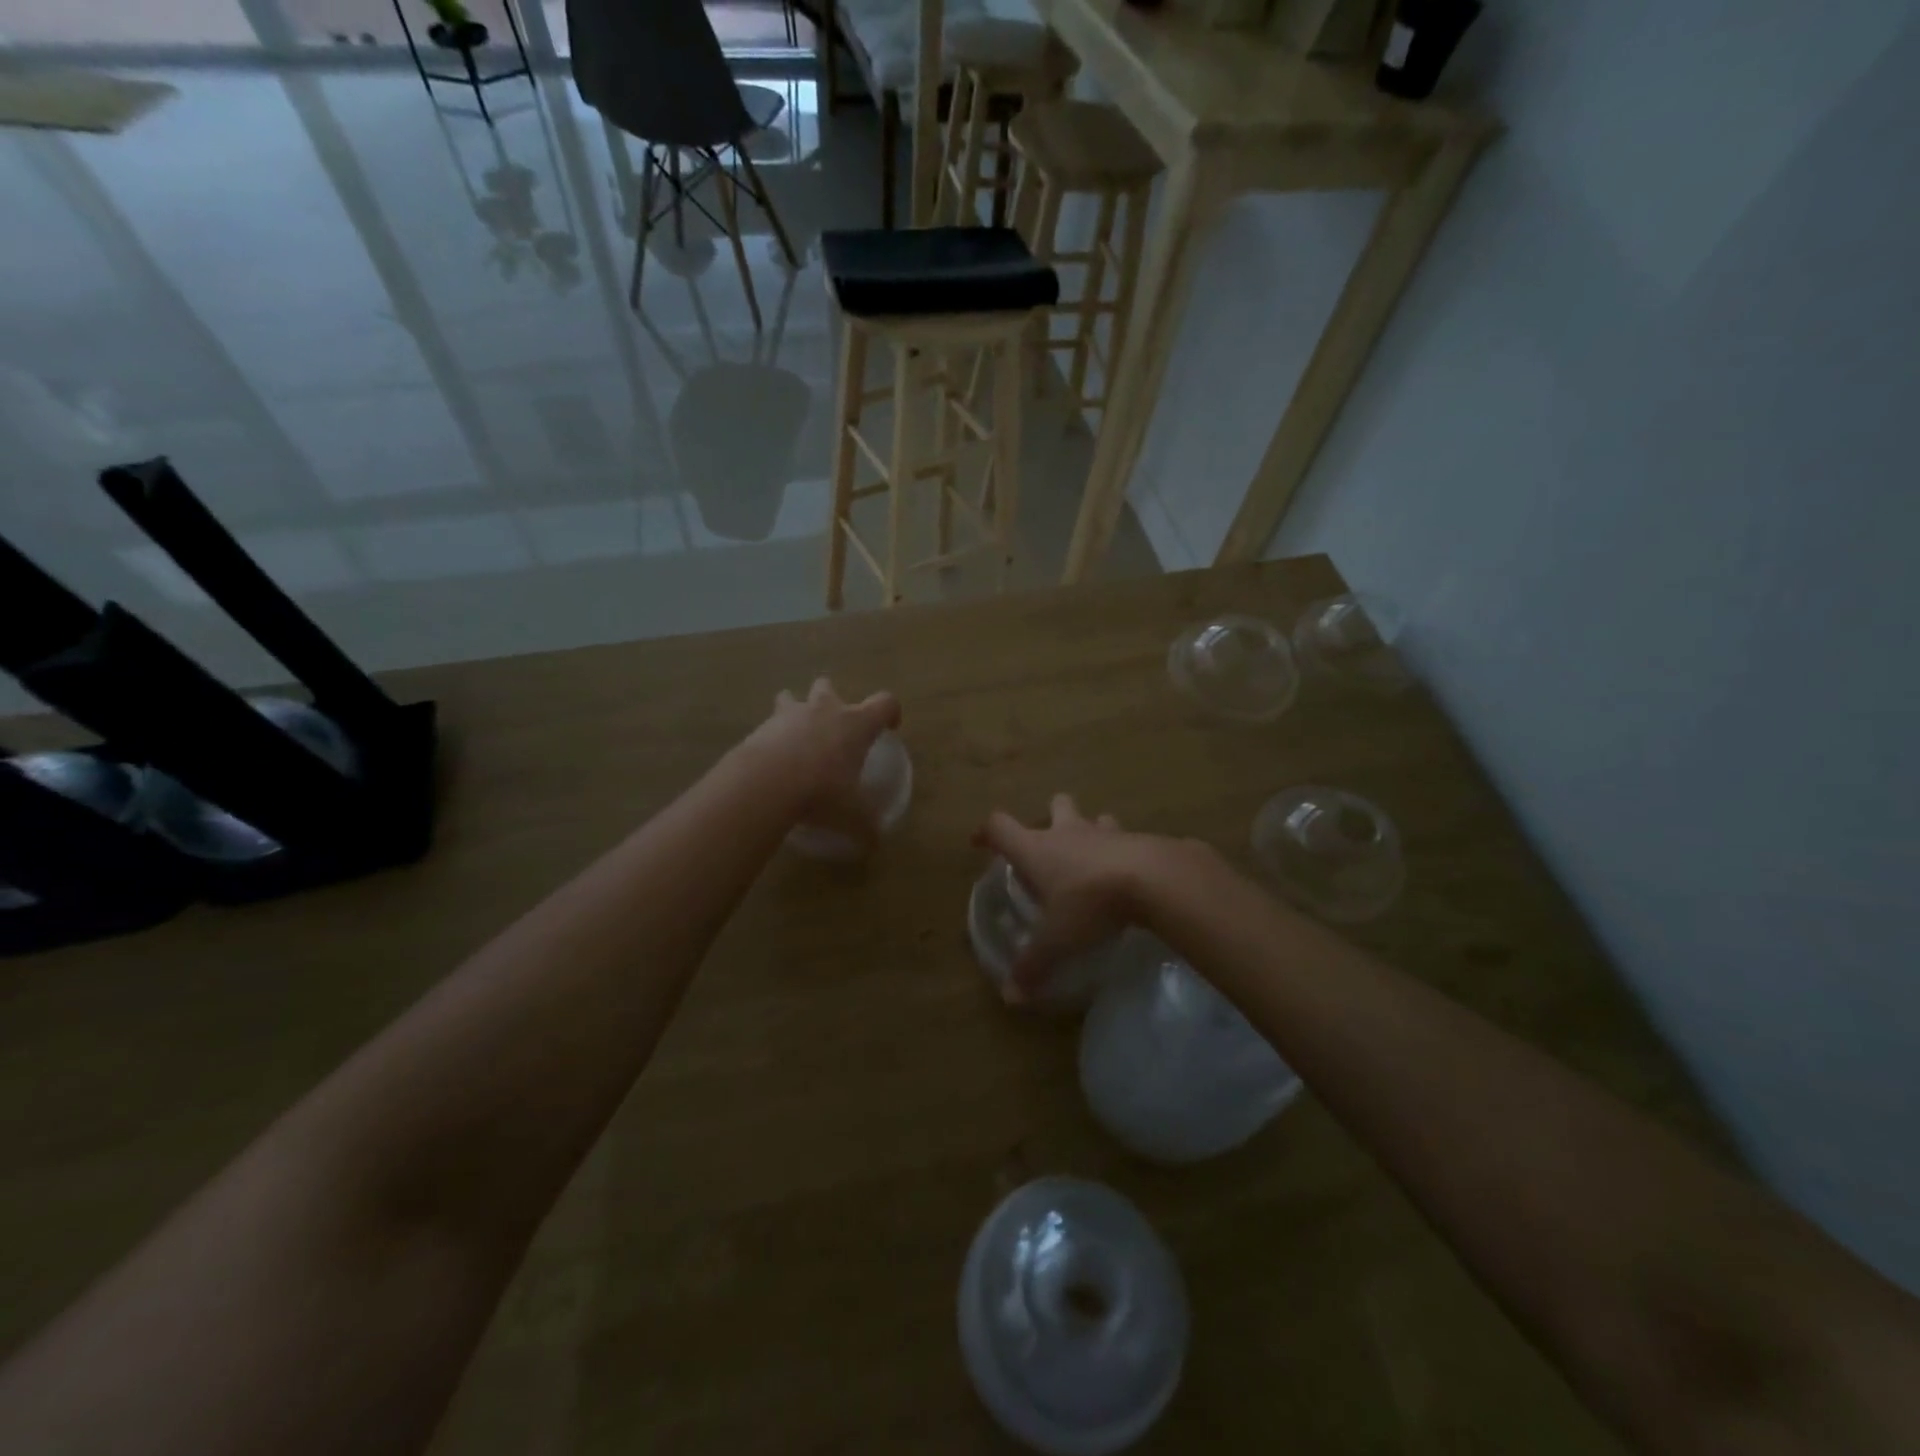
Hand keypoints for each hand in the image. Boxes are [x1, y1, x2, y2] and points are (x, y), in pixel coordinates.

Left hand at [746, 677, 901, 843]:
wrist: (766, 783)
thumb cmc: (822, 791)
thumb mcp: (852, 816)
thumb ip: (866, 827)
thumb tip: (875, 842)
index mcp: (857, 724)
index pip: (885, 703)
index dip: (890, 712)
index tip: (889, 728)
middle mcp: (825, 710)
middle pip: (829, 687)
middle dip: (831, 700)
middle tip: (832, 727)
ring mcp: (790, 714)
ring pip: (791, 697)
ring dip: (794, 710)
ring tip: (794, 735)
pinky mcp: (761, 726)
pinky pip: (768, 724)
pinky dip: (770, 737)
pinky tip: (770, 761)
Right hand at [976, 794, 1154, 997]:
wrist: (1152, 879)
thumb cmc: (1090, 903)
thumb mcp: (1057, 940)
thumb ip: (1034, 965)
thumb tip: (1011, 996)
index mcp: (1037, 849)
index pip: (1000, 827)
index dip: (987, 832)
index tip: (980, 842)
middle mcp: (1068, 832)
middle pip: (1055, 805)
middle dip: (1051, 816)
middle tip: (1051, 842)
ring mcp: (1105, 832)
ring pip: (1094, 818)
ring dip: (1092, 830)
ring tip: (1094, 856)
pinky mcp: (1138, 839)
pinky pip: (1127, 838)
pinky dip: (1124, 850)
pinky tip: (1129, 873)